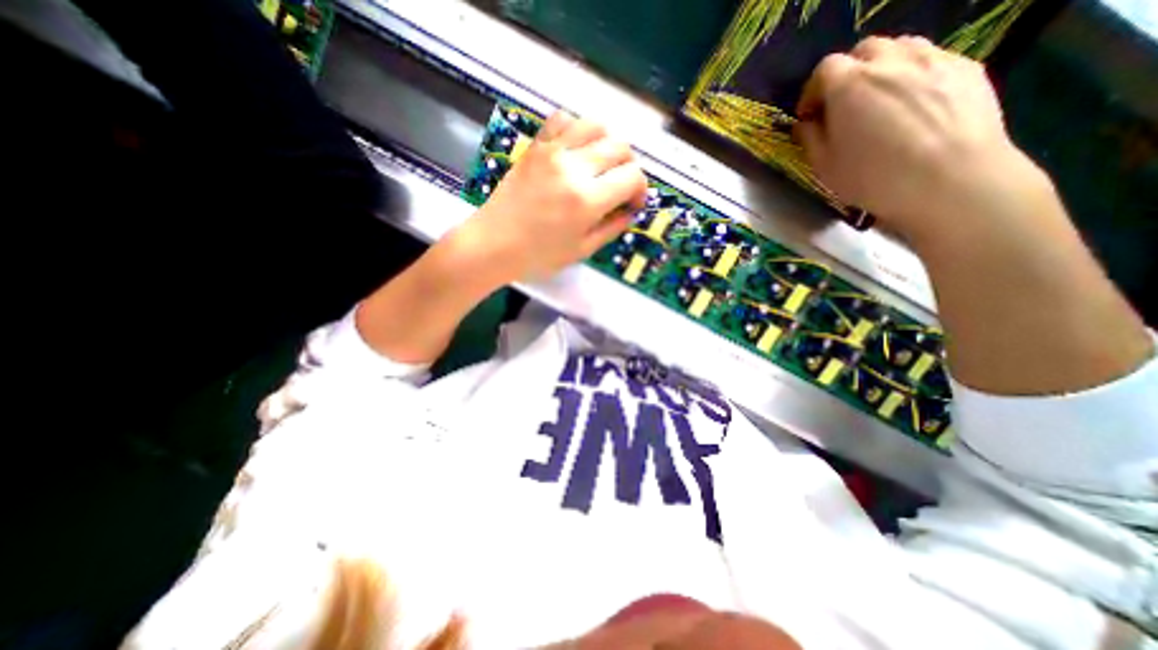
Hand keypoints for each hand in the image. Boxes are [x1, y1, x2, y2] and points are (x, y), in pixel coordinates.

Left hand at [455, 112, 649, 282]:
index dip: (641, 189)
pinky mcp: (536, 147)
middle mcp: (574, 168)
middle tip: (621, 185)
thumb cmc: (538, 255)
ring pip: (595, 125)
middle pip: (620, 147)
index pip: (632, 177)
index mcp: (588, 199)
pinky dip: (577, 129)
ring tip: (602, 163)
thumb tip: (631, 212)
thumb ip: (612, 228)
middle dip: (629, 165)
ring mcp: (553, 152)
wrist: (494, 243)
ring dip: (608, 142)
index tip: (634, 203)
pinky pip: (562, 120)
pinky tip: (576, 148)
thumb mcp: (582, 250)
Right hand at [798, 34, 1051, 245]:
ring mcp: (934, 59)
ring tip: (880, 101)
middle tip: (844, 105)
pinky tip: (914, 106)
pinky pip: (931, 60)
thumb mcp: (825, 166)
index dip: (812, 91)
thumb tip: (806, 124)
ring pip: (901, 48)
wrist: (950, 181)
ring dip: (882, 69)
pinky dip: (914, 75)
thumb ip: (810, 138)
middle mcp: (891, 61)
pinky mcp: (967, 67)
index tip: (810, 115)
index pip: (824, 69)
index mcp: (850, 85)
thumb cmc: (874, 178)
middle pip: (864, 50)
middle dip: (848, 73)